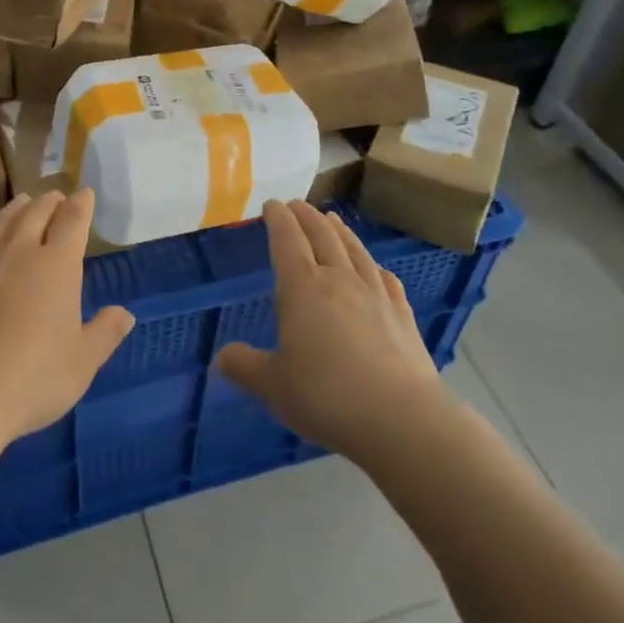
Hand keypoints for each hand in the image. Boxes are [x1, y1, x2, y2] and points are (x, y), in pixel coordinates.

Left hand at [0, 190, 134, 447]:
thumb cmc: (33, 378)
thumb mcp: (82, 363)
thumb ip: (105, 333)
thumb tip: (125, 314)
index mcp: (57, 265)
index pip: (73, 220)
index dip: (82, 204)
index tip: (86, 193)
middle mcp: (20, 250)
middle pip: (37, 211)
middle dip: (51, 201)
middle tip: (57, 198)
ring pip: (3, 220)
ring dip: (19, 207)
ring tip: (25, 203)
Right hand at [216, 200, 446, 466]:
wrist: (401, 418)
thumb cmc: (327, 396)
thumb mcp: (273, 385)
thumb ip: (245, 367)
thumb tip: (221, 358)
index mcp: (302, 287)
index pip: (287, 239)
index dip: (278, 218)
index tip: (272, 204)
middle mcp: (338, 279)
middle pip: (322, 235)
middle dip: (306, 216)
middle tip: (297, 204)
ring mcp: (374, 293)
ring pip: (354, 249)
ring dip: (340, 230)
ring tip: (331, 219)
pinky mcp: (402, 314)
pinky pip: (384, 277)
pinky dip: (373, 264)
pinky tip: (375, 267)